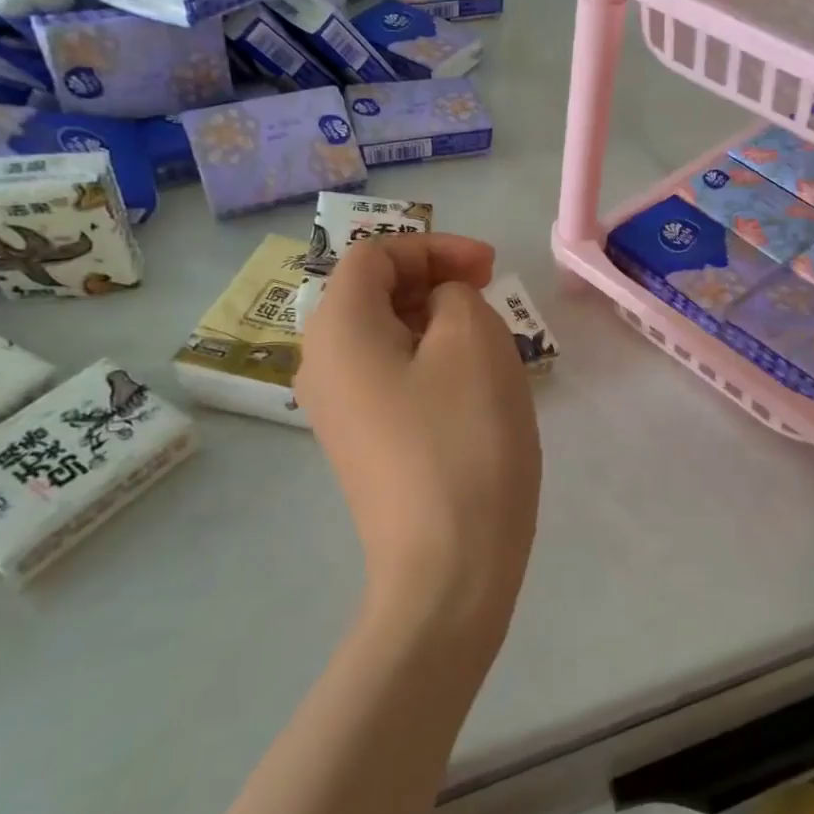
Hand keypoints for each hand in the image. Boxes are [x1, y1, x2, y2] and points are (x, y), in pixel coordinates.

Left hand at [296, 234, 542, 645]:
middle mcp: (322, 364)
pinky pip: (392, 375)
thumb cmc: (463, 437)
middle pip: (373, 291)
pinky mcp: (363, 444)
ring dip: (438, 319)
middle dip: (435, 279)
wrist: (448, 566)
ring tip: (490, 337)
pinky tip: (471, 383)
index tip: (489, 268)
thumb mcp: (471, 337)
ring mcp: (339, 410)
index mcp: (338, 329)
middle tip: (491, 294)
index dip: (434, 246)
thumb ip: (452, 293)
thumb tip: (437, 306)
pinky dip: (430, 358)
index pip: (373, 254)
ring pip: (386, 334)